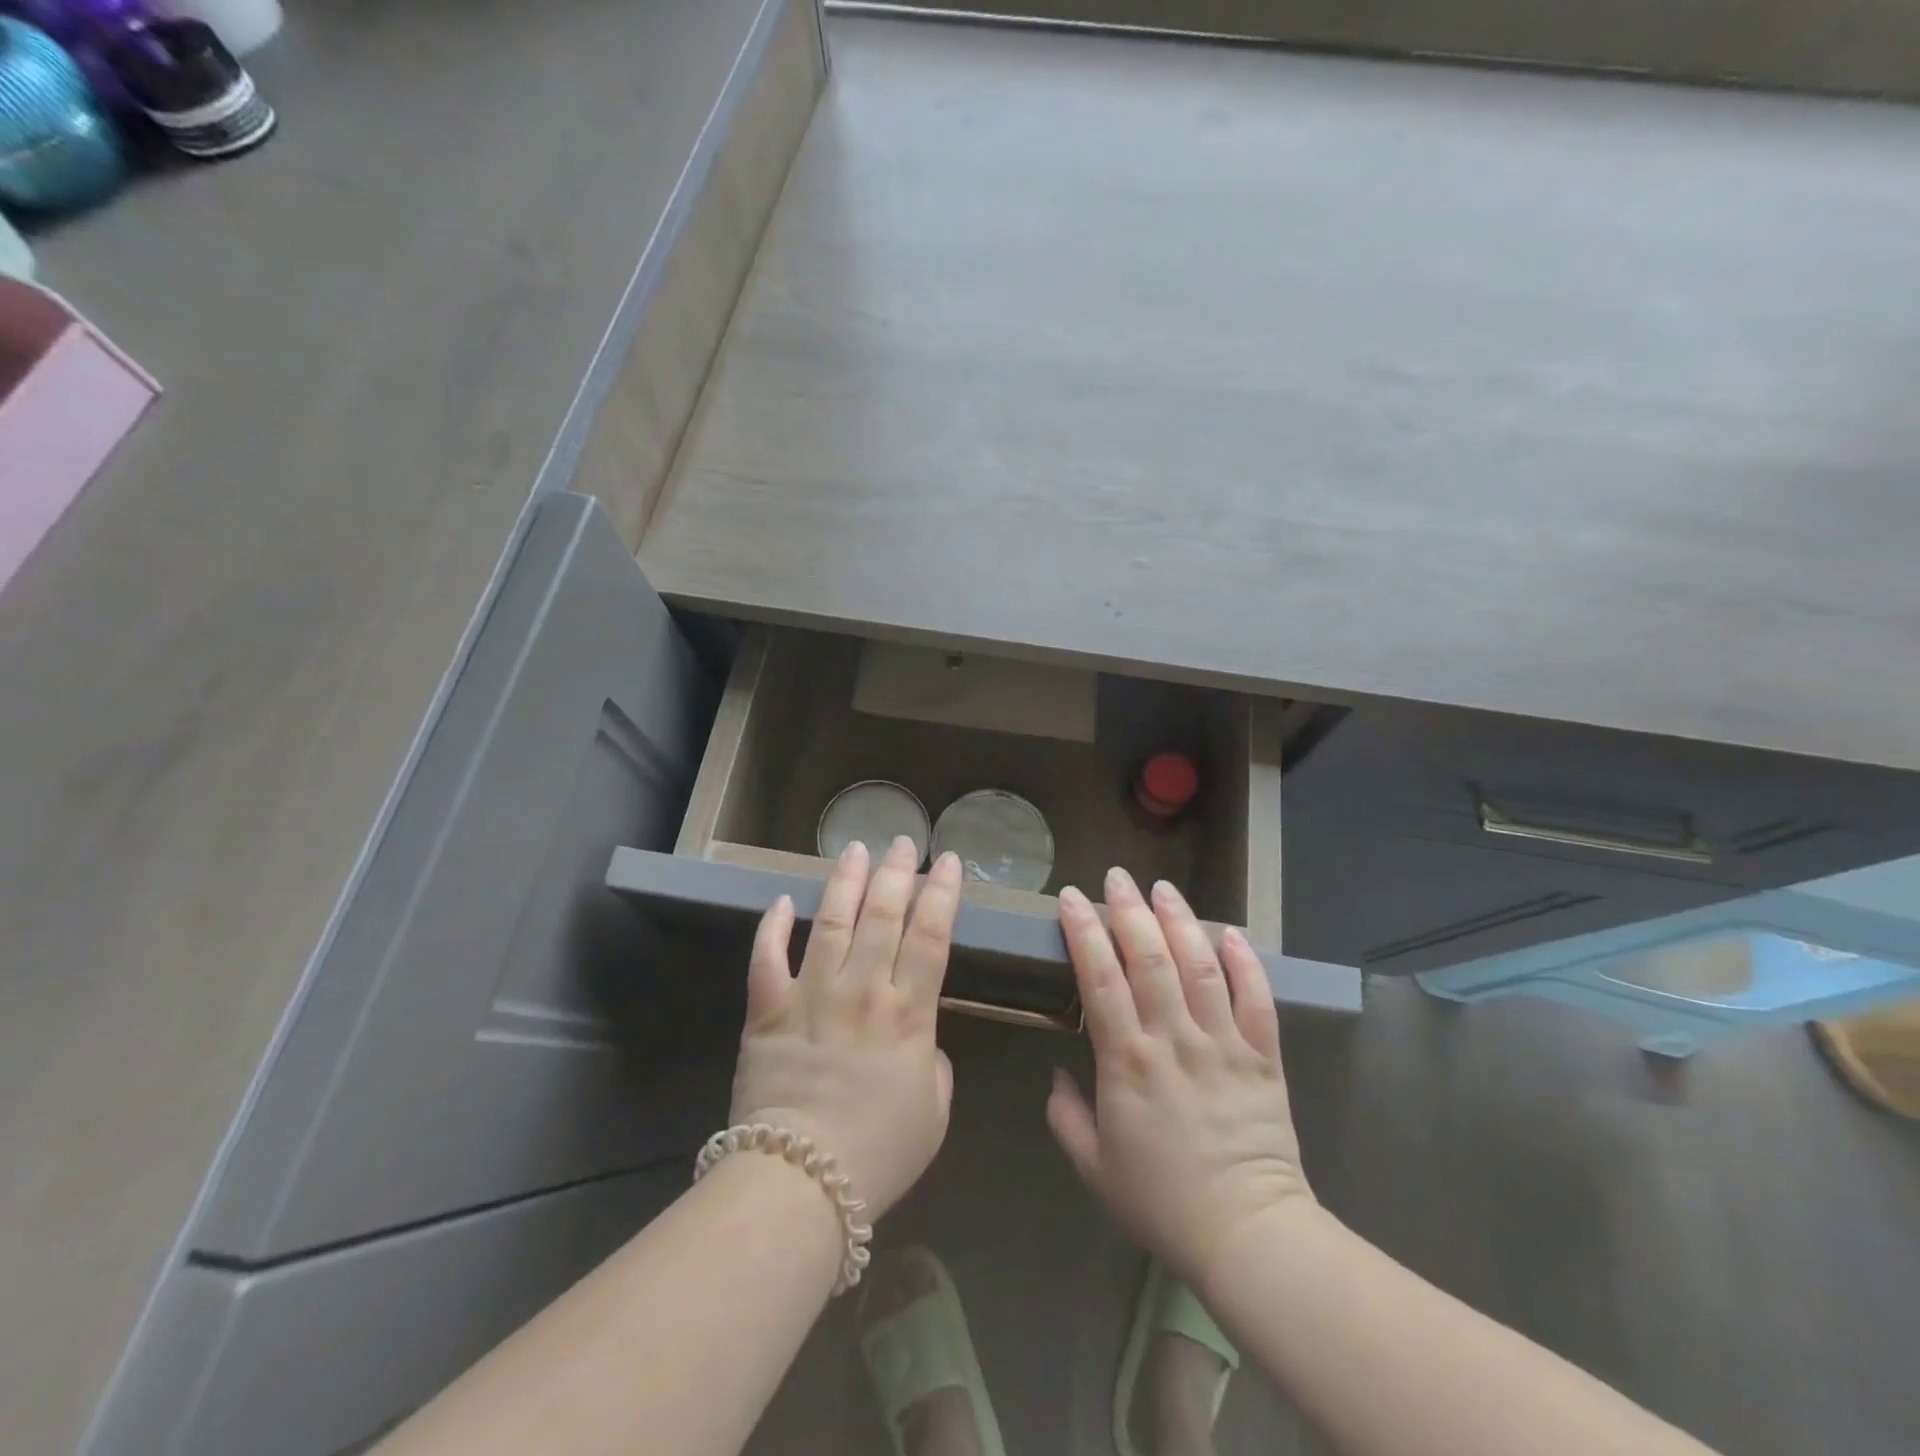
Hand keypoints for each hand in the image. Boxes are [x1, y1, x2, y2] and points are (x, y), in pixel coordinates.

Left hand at [729, 837, 961, 1219]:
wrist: (801, 1181)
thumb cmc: (879, 1153)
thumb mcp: (934, 1113)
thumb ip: (935, 1065)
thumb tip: (920, 1041)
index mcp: (908, 1012)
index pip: (931, 936)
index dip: (942, 894)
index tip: (949, 862)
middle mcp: (863, 989)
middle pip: (884, 916)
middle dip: (897, 872)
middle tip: (903, 840)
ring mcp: (812, 995)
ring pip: (832, 922)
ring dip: (845, 882)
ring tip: (855, 849)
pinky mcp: (769, 1011)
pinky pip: (767, 959)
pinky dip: (773, 927)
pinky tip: (783, 901)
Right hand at [1046, 868, 1315, 1285]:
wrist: (1248, 1235)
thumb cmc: (1162, 1201)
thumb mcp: (1094, 1167)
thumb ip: (1066, 1116)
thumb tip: (1056, 1073)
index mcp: (1129, 1063)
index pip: (1100, 981)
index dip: (1085, 933)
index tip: (1072, 898)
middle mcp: (1175, 1041)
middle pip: (1151, 960)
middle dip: (1130, 911)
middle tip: (1117, 877)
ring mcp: (1223, 1044)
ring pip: (1200, 967)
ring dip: (1181, 921)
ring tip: (1163, 888)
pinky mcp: (1264, 1056)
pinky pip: (1256, 999)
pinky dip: (1245, 962)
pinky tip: (1231, 932)